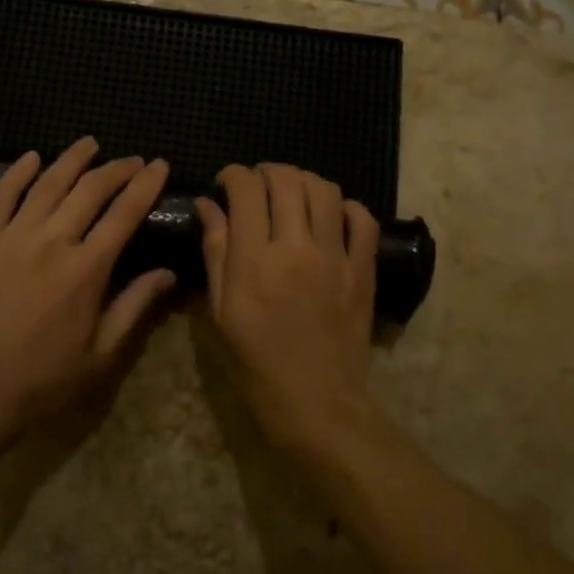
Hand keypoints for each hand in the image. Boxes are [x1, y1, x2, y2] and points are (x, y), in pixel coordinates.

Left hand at [0, 138, 174, 433]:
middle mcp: (52, 242)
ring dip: (72, 159)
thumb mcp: (103, 353)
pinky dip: (17, 173)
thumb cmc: (45, 377)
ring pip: (47, 184)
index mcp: (86, 269)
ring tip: (89, 143)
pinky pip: (1, 197)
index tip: (160, 166)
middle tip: (132, 159)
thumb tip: (168, 273)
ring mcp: (12, 238)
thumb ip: (136, 306)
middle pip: (90, 190)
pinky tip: (31, 156)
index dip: (145, 186)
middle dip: (116, 169)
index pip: (124, 214)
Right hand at [195, 163, 380, 452]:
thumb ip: (216, 252)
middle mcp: (296, 247)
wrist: (316, 402)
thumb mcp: (221, 311)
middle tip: (257, 185)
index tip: (226, 183)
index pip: (247, 189)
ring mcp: (335, 257)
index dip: (234, 175)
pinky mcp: (363, 270)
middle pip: (287, 180)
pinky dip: (347, 207)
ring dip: (304, 181)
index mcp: (254, 260)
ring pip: (325, 190)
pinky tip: (332, 215)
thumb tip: (209, 206)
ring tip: (292, 193)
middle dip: (267, 172)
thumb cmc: (256, 362)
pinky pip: (363, 221)